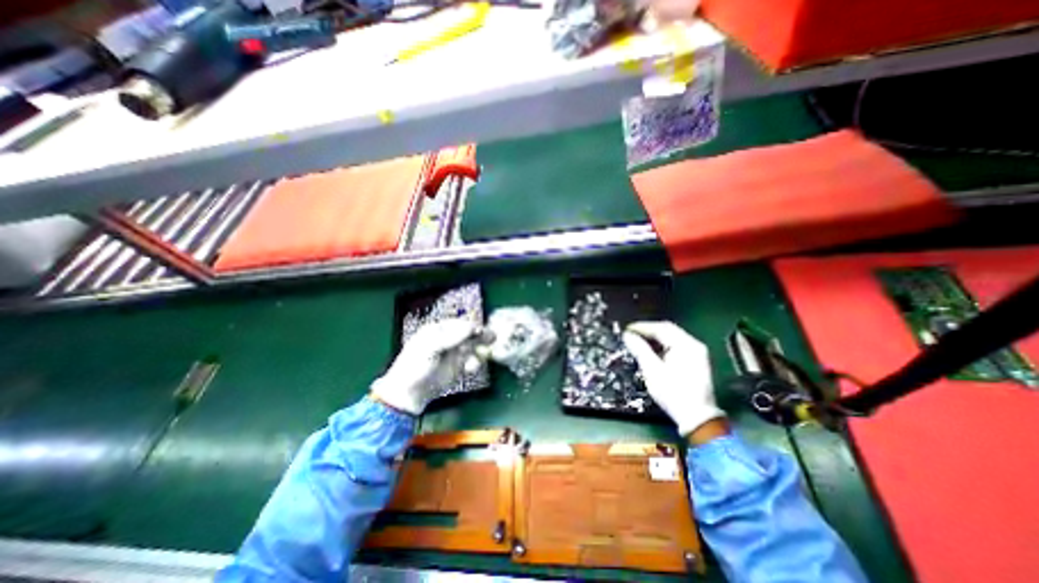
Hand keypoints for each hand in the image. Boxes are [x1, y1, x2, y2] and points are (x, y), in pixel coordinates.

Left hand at [371, 320, 491, 413]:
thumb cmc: (415, 366)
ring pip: (473, 347)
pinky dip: (475, 364)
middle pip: (469, 334)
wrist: (409, 394)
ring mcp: (454, 353)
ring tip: (483, 355)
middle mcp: (449, 339)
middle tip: (492, 338)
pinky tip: (472, 368)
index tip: (480, 330)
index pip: (459, 324)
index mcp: (438, 330)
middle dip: (480, 336)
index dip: (470, 326)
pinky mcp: (459, 367)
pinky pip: (472, 362)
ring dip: (479, 350)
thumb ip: (451, 337)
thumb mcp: (430, 348)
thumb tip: (471, 327)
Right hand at [619, 320, 724, 437]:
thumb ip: (640, 350)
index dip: (642, 327)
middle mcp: (694, 345)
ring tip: (639, 342)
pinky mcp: (696, 361)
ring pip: (673, 337)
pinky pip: (677, 346)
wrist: (697, 418)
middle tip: (632, 335)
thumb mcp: (652, 370)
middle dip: (649, 331)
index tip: (627, 330)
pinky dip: (664, 346)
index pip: (661, 328)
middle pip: (668, 330)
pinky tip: (653, 352)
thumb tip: (628, 335)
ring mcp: (697, 353)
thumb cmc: (673, 392)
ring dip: (656, 338)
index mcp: (685, 345)